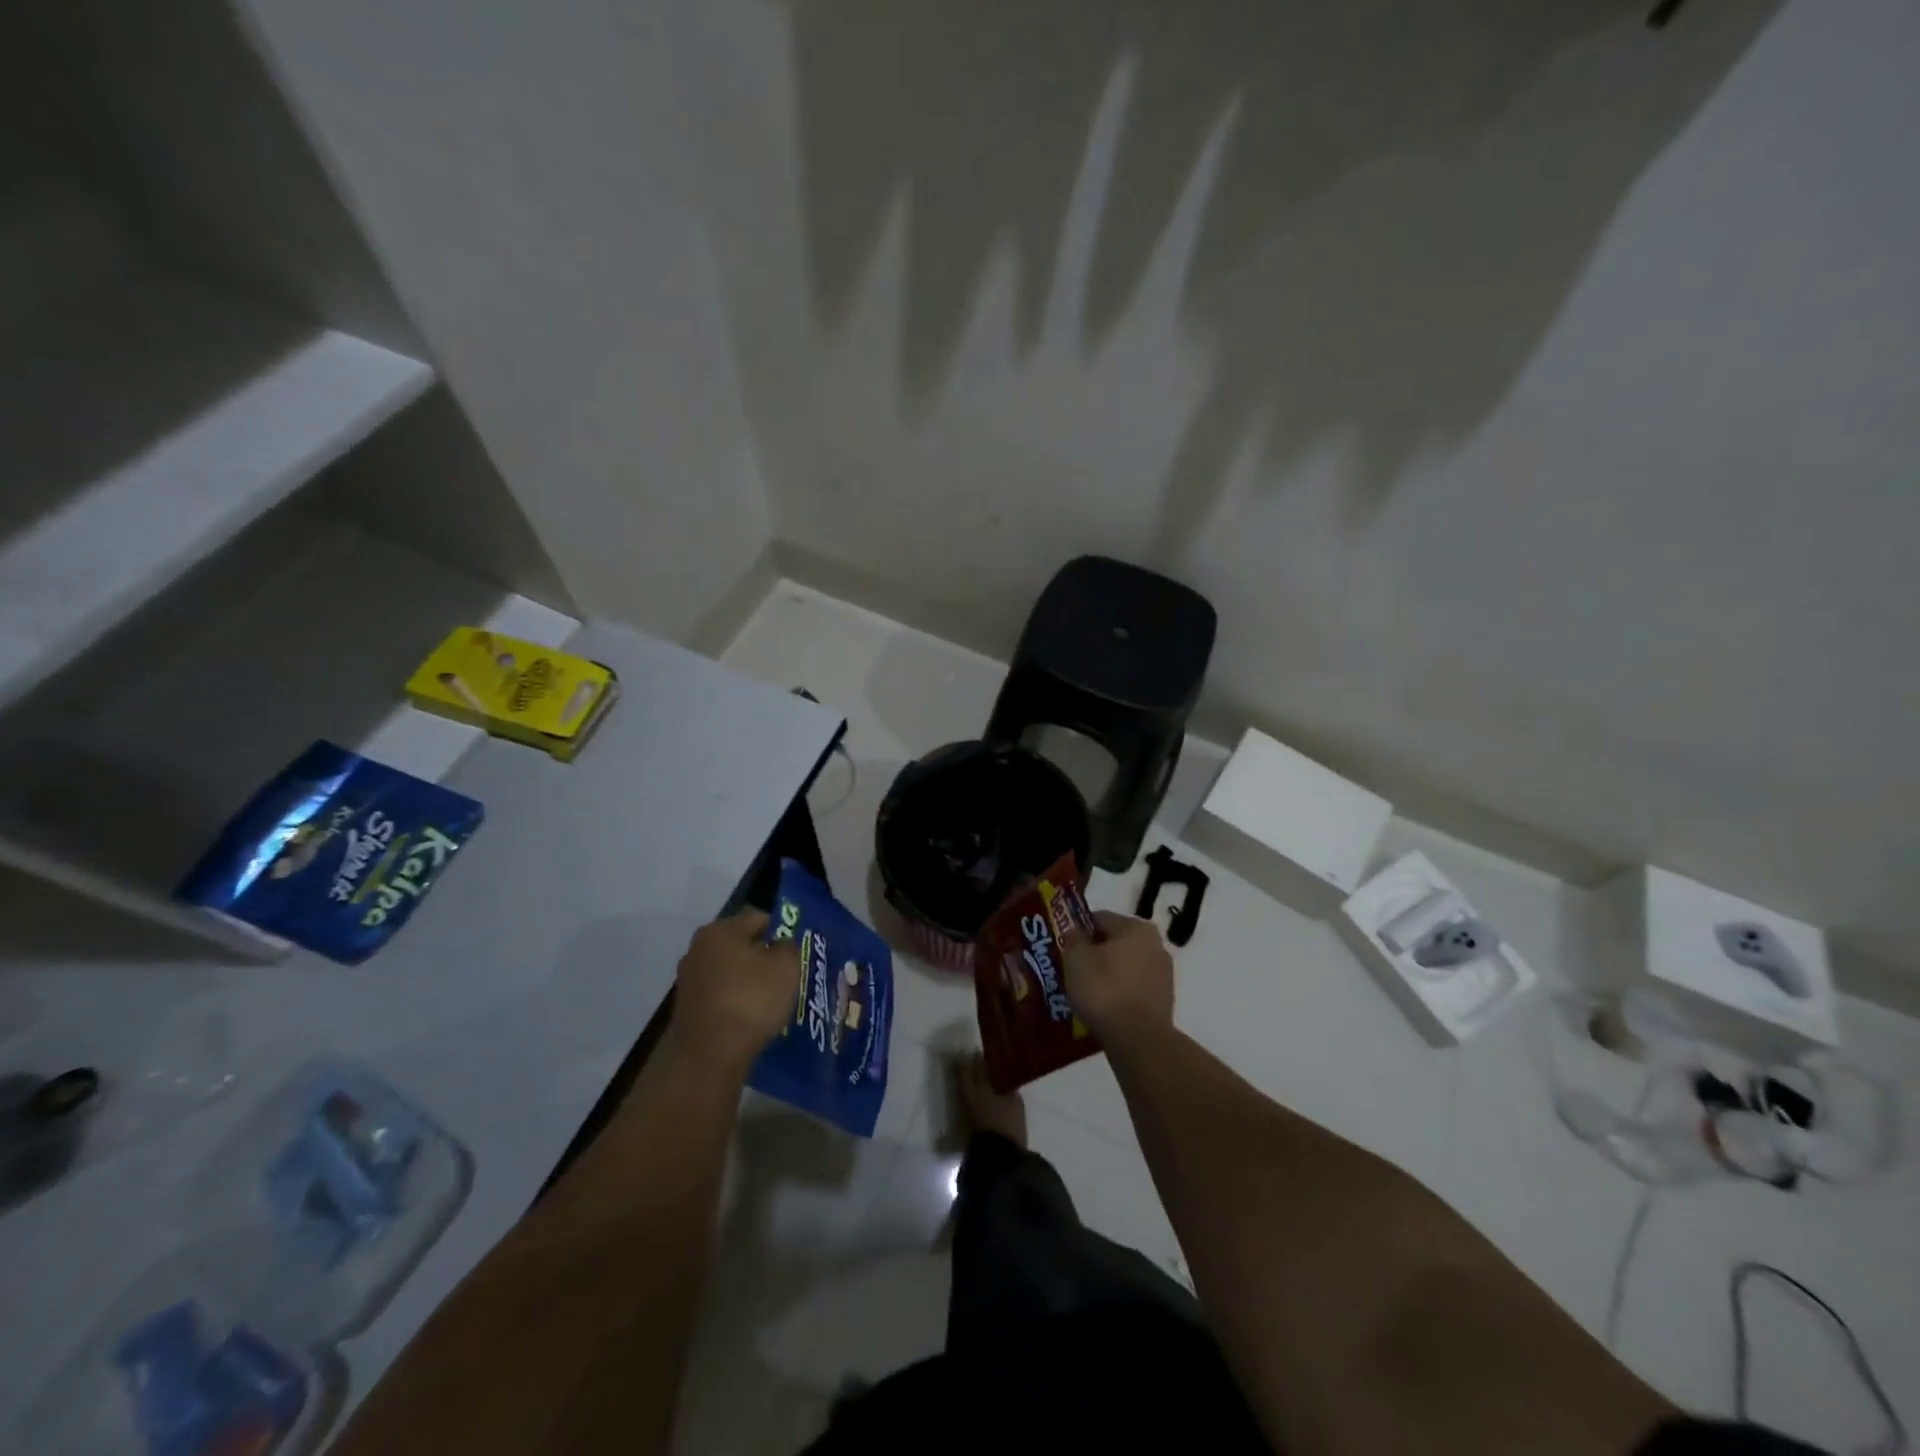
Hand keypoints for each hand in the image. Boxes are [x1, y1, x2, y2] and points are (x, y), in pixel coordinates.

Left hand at [670, 909, 800, 1069]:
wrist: (709, 1054)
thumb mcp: (787, 966)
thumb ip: (788, 947)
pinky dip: (734, 1000)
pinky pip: (719, 993)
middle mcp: (698, 948)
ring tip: (768, 1000)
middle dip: (762, 956)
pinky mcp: (686, 1007)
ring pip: (728, 970)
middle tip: (784, 975)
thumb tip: (779, 945)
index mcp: (720, 930)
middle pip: (740, 944)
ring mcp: (688, 978)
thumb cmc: (751, 999)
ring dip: (747, 980)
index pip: (758, 918)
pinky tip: (748, 1016)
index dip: (780, 931)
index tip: (794, 952)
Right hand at [1063, 911, 1173, 1046]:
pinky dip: (1118, 995)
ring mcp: (1163, 975)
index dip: (1078, 931)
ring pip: (1125, 967)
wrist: (1138, 1040)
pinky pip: (1133, 990)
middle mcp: (1156, 945)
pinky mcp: (1164, 1002)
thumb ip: (1074, 939)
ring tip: (1085, 993)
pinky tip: (1103, 1008)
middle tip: (1072, 970)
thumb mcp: (1076, 959)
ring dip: (1107, 975)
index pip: (1100, 919)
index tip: (1063, 948)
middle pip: (1115, 943)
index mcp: (1137, 927)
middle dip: (1094, 954)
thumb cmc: (1104, 989)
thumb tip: (1076, 932)